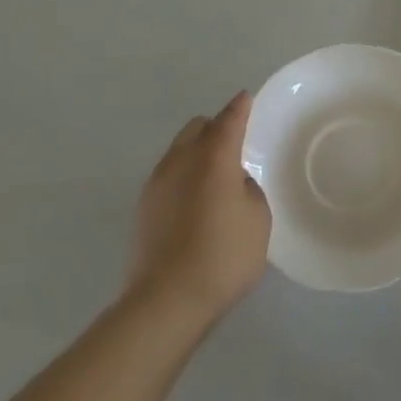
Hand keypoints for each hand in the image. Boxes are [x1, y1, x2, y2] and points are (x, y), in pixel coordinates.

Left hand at [127, 92, 271, 322]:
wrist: (166, 302)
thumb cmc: (222, 256)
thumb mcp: (257, 219)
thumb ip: (248, 189)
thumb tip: (233, 182)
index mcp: (213, 157)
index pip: (229, 120)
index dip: (239, 108)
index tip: (246, 98)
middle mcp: (181, 160)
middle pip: (197, 128)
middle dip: (215, 128)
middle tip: (233, 144)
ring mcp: (156, 183)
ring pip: (178, 150)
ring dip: (196, 152)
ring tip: (214, 176)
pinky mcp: (143, 208)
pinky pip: (168, 176)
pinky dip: (183, 176)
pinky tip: (195, 201)